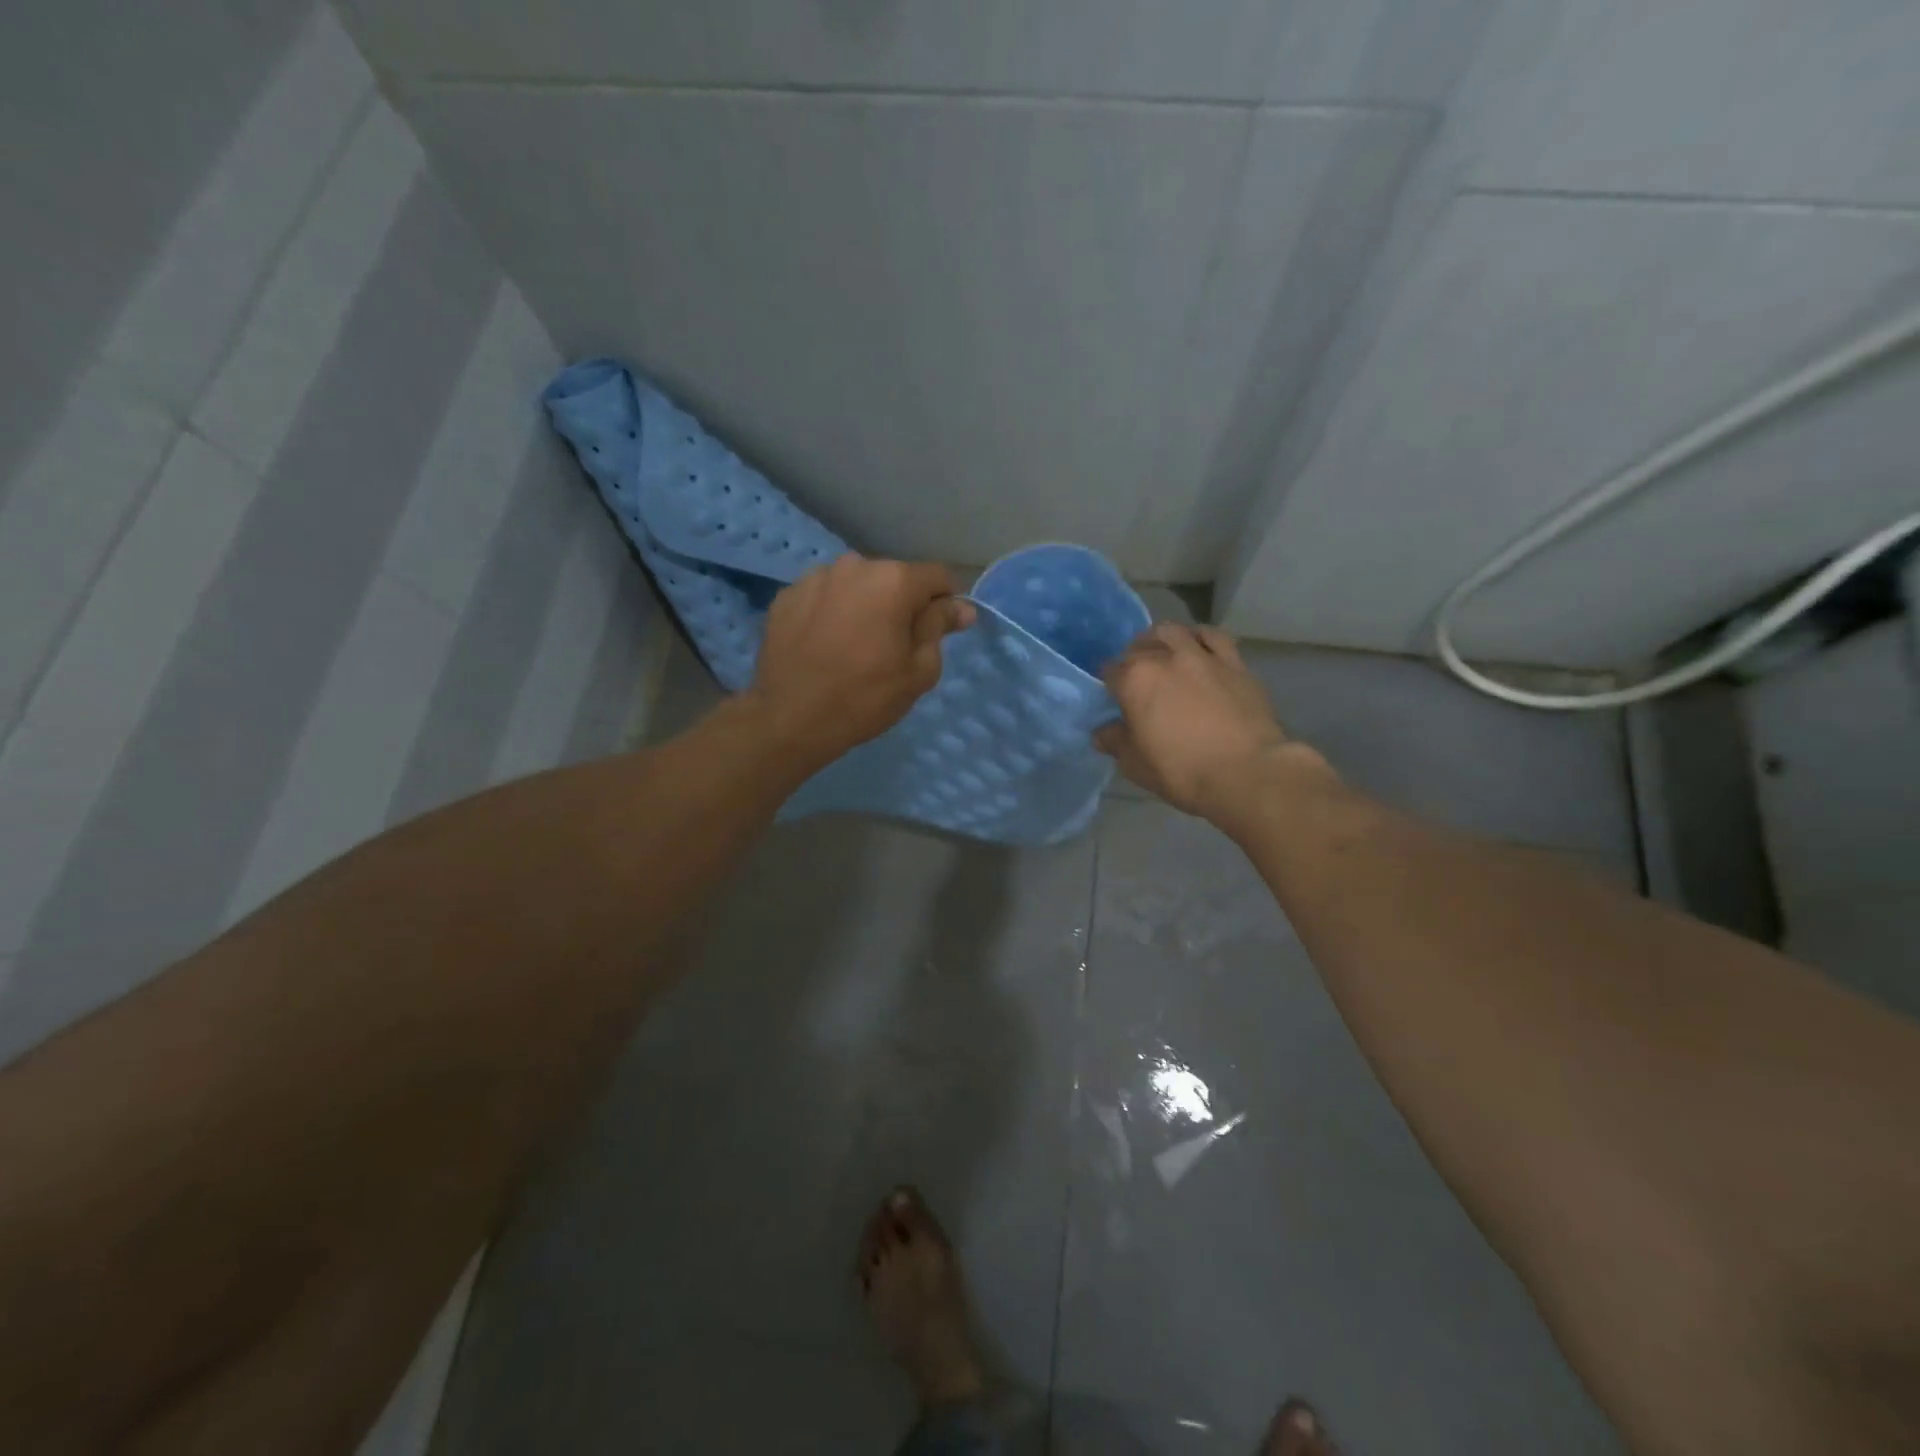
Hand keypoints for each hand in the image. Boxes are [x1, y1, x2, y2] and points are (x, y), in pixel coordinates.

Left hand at [748, 554, 975, 767]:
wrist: (790, 719)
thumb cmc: (865, 697)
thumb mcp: (918, 670)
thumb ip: (940, 628)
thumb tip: (961, 607)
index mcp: (894, 580)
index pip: (938, 577)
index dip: (946, 603)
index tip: (939, 632)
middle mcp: (854, 565)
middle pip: (894, 578)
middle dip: (901, 604)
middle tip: (894, 646)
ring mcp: (815, 578)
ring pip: (856, 585)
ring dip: (864, 606)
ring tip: (855, 645)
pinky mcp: (786, 596)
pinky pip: (823, 597)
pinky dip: (831, 613)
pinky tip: (825, 645)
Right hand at [1096, 625, 1313, 821]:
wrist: (1247, 772)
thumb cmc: (1182, 771)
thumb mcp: (1135, 765)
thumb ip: (1115, 742)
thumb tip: (1103, 732)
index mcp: (1135, 680)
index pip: (1110, 671)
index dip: (1108, 684)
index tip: (1112, 698)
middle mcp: (1165, 658)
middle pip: (1139, 647)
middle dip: (1132, 659)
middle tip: (1136, 679)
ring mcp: (1202, 656)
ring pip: (1174, 632)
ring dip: (1161, 639)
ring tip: (1163, 654)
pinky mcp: (1234, 663)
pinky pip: (1213, 637)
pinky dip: (1199, 637)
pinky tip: (1198, 647)